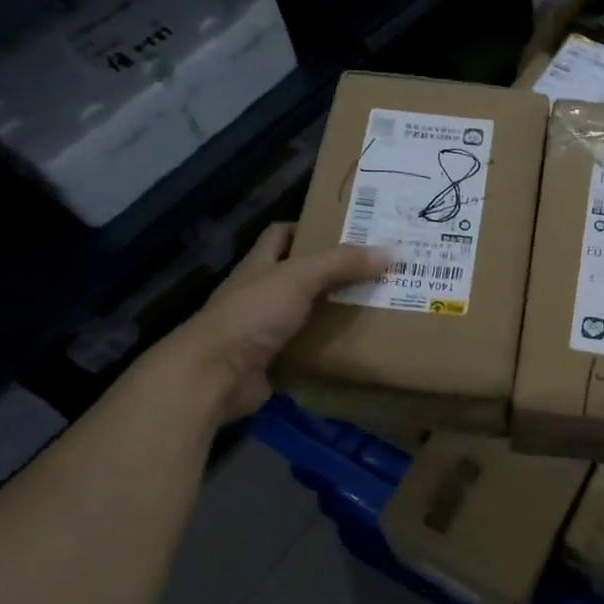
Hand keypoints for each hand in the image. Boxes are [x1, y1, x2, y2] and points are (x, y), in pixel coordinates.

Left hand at [163, 223, 387, 422]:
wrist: (214, 376)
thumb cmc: (252, 314)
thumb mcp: (299, 278)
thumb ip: (341, 263)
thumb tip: (389, 251)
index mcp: (260, 265)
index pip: (282, 234)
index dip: (309, 228)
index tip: (347, 230)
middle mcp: (260, 293)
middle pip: (300, 275)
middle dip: (334, 272)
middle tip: (376, 270)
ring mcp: (264, 329)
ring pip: (307, 314)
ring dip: (335, 312)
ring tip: (377, 306)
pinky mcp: (272, 362)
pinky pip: (307, 350)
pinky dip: (329, 348)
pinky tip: (358, 345)